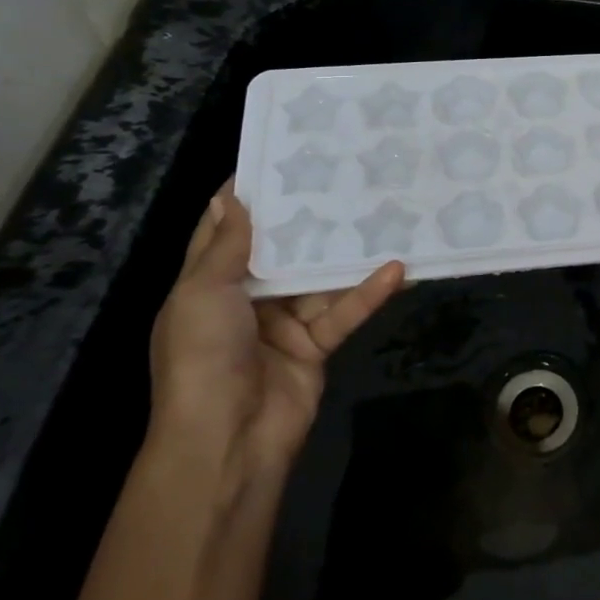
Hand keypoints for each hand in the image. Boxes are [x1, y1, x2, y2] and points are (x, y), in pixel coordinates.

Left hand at [148, 184, 404, 489]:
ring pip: (320, 279)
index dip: (248, 197)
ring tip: (383, 215)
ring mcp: (282, 323)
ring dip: (348, 255)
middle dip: (309, 218)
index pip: (225, 230)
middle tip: (345, 177)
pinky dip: (368, 294)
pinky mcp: (316, 345)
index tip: (279, 157)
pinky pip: (344, 312)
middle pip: (282, 250)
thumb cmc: (202, 358)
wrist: (227, 441)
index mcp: (207, 286)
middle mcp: (245, 299)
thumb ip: (226, 247)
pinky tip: (397, 270)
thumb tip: (231, 195)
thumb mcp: (202, 295)